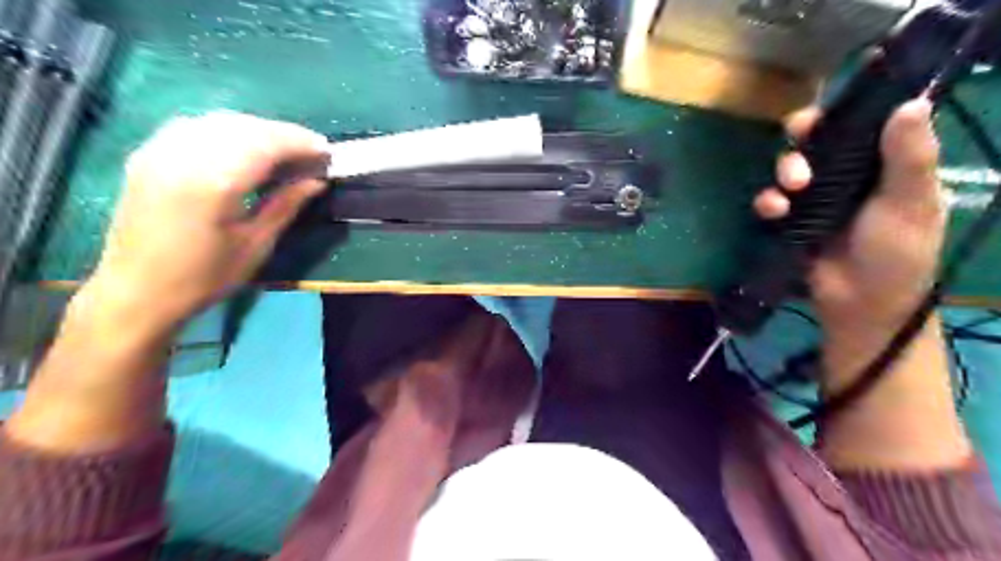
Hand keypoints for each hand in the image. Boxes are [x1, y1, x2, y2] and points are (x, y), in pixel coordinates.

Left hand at [85, 113, 329, 334]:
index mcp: (213, 183)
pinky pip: (195, 126)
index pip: (265, 143)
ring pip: (218, 120)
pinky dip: (227, 130)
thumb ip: (286, 205)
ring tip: (283, 149)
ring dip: (257, 129)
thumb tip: (317, 181)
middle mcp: (183, 156)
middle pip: (243, 126)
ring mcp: (160, 151)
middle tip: (311, 150)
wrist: (136, 291)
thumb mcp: (256, 245)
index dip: (300, 142)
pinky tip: (242, 147)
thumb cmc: (205, 277)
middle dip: (282, 133)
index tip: (326, 151)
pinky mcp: (147, 155)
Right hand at [755, 99, 942, 337]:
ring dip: (784, 169)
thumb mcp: (911, 203)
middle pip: (817, 140)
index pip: (862, 124)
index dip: (843, 109)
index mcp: (884, 164)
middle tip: (799, 133)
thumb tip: (911, 103)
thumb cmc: (896, 252)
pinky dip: (767, 201)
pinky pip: (771, 200)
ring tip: (791, 189)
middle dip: (804, 135)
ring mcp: (815, 198)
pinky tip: (774, 211)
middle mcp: (847, 175)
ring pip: (789, 167)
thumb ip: (910, 157)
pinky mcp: (790, 220)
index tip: (828, 102)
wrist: (860, 304)